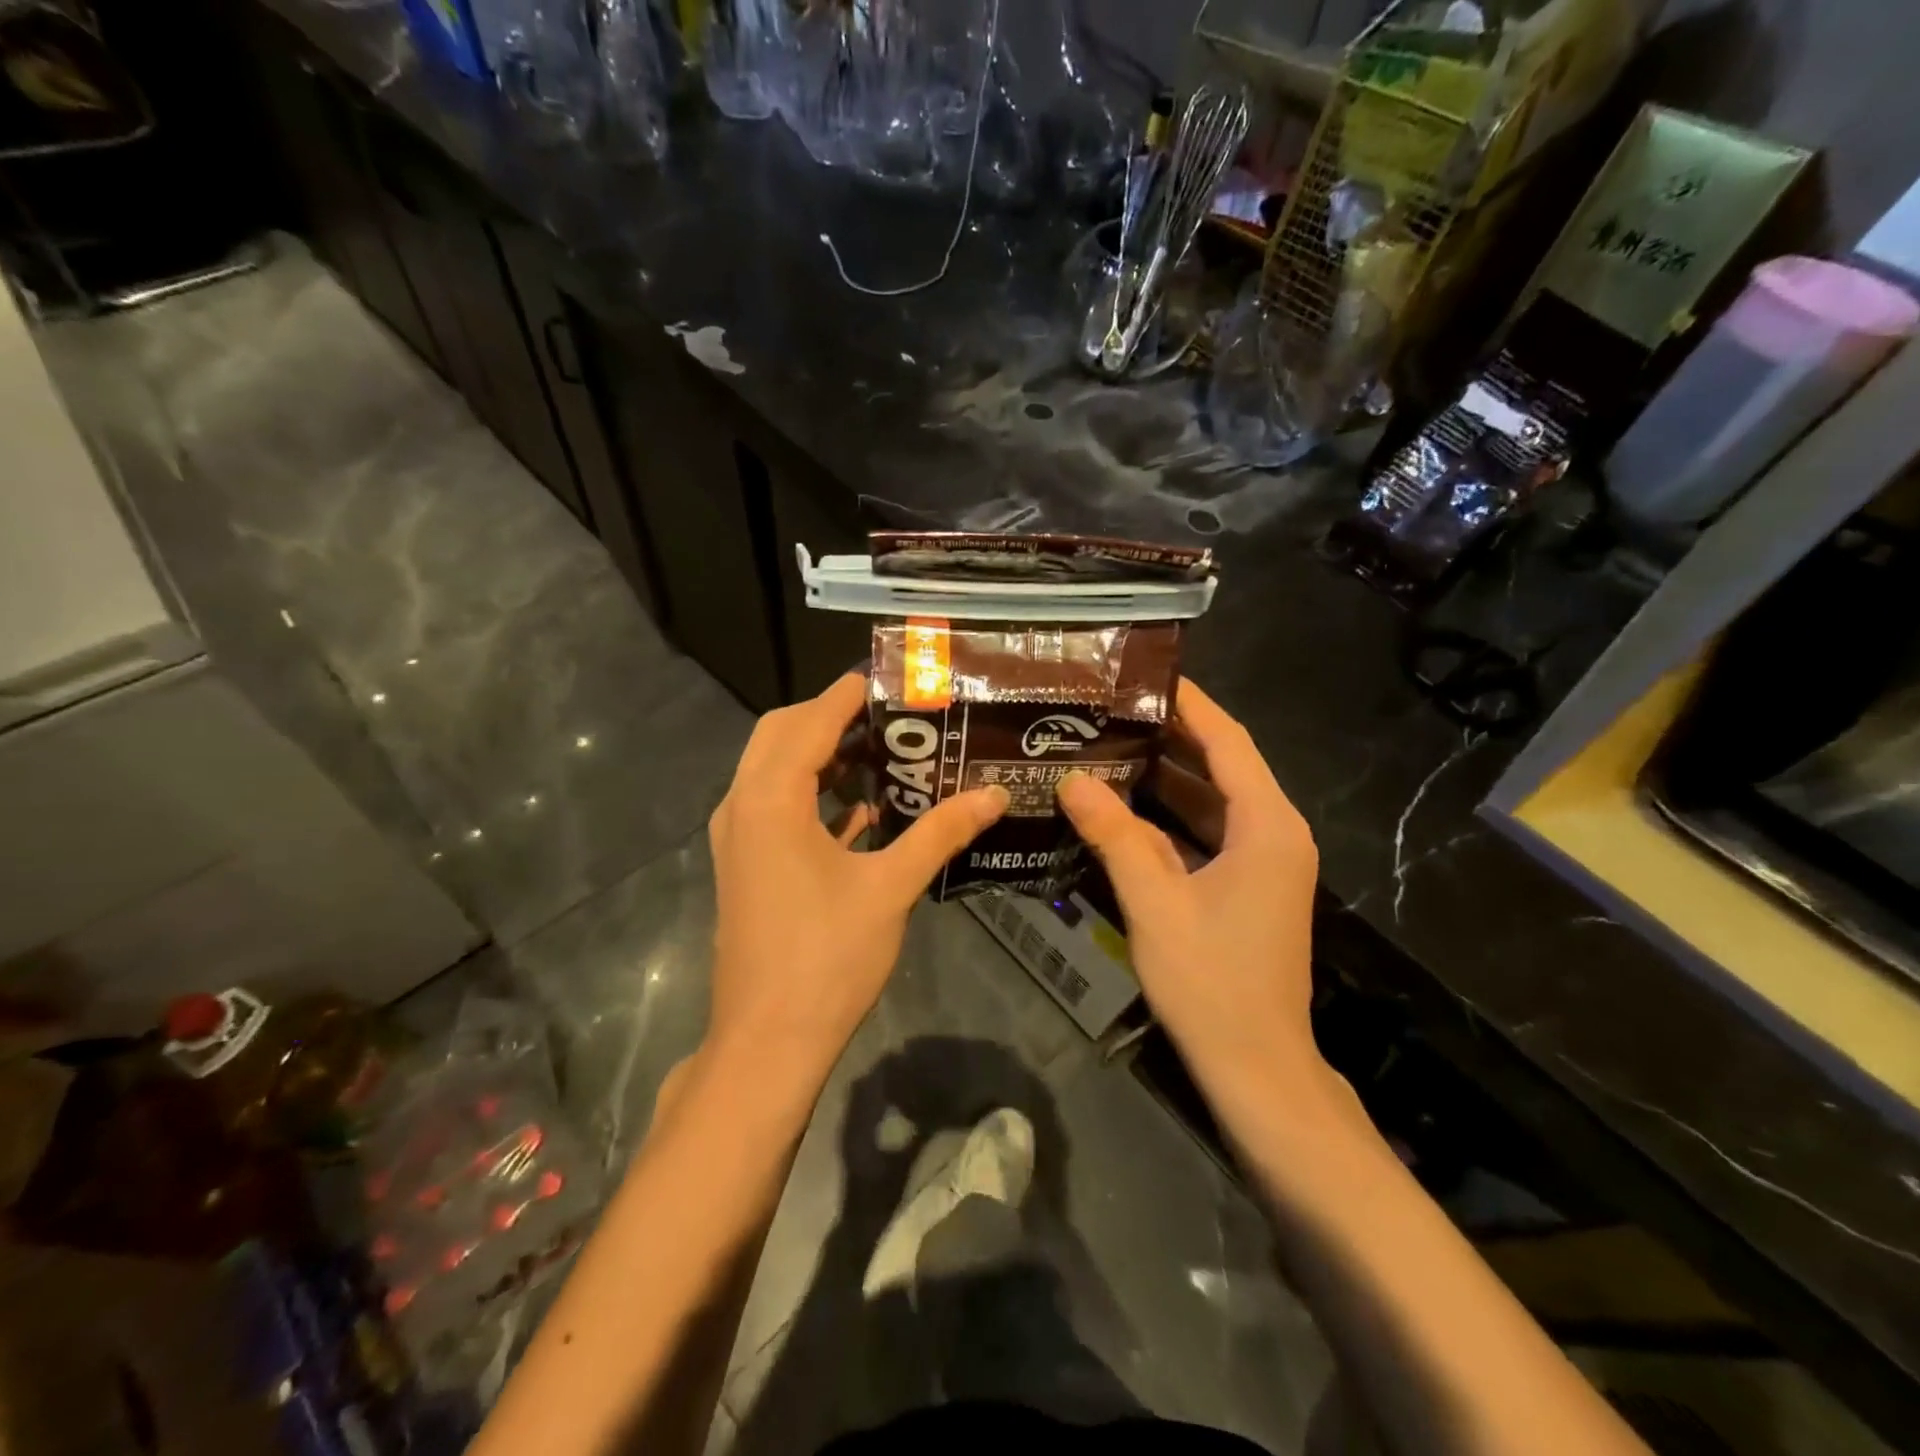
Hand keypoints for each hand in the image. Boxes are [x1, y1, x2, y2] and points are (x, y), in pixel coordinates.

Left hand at [706, 673, 1008, 1087]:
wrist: (768, 1040)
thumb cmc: (827, 958)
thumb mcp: (891, 888)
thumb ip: (941, 833)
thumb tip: (994, 795)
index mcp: (770, 800)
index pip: (809, 723)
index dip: (847, 695)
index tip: (889, 678)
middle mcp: (741, 806)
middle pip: (780, 735)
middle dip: (829, 717)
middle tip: (888, 716)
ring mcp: (736, 838)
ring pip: (773, 770)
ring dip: (819, 754)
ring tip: (880, 752)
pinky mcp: (744, 865)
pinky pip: (774, 806)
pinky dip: (811, 793)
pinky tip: (860, 809)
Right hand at [1057, 679, 1320, 1091]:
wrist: (1257, 1067)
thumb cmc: (1213, 982)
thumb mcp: (1155, 903)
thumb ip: (1114, 836)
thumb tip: (1073, 781)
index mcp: (1267, 826)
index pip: (1229, 742)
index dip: (1191, 705)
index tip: (1147, 674)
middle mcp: (1274, 833)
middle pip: (1222, 765)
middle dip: (1170, 735)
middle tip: (1113, 708)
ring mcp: (1264, 862)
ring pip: (1212, 801)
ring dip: (1167, 777)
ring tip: (1109, 746)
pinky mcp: (1248, 887)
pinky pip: (1207, 834)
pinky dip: (1170, 818)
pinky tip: (1123, 809)